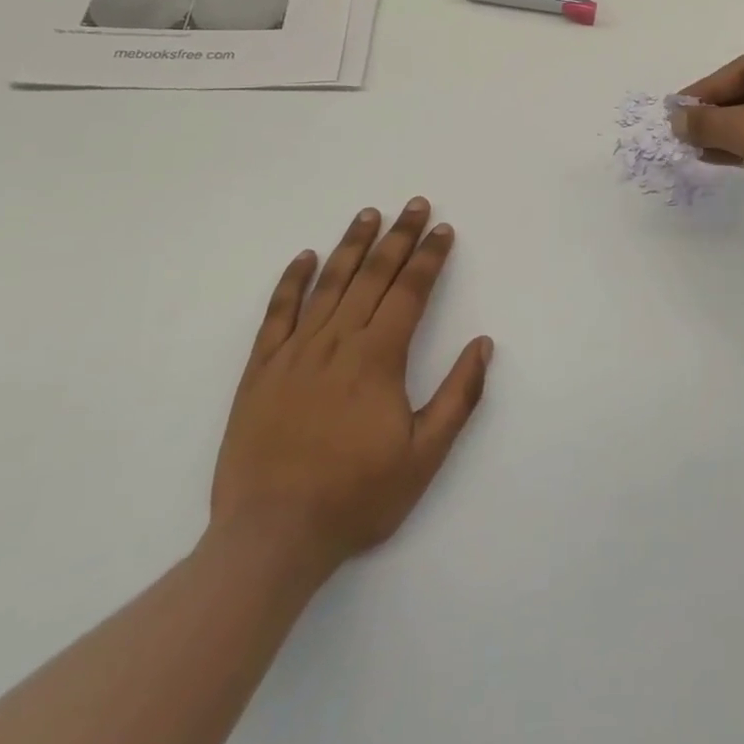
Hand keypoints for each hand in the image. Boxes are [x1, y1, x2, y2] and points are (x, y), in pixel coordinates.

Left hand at [210, 199, 492, 573]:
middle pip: (373, 275)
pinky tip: (304, 258)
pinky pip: (277, 314)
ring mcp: (295, 352)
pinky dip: (291, 282)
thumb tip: (483, 344)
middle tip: (415, 204)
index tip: (442, 229)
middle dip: (399, 237)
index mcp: (378, 358)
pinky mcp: (261, 370)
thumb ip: (458, 396)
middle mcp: (337, 342)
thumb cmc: (355, 497)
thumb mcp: (424, 456)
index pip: (410, 291)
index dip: (429, 257)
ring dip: (352, 245)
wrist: (270, 538)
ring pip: (328, 284)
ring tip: (369, 214)